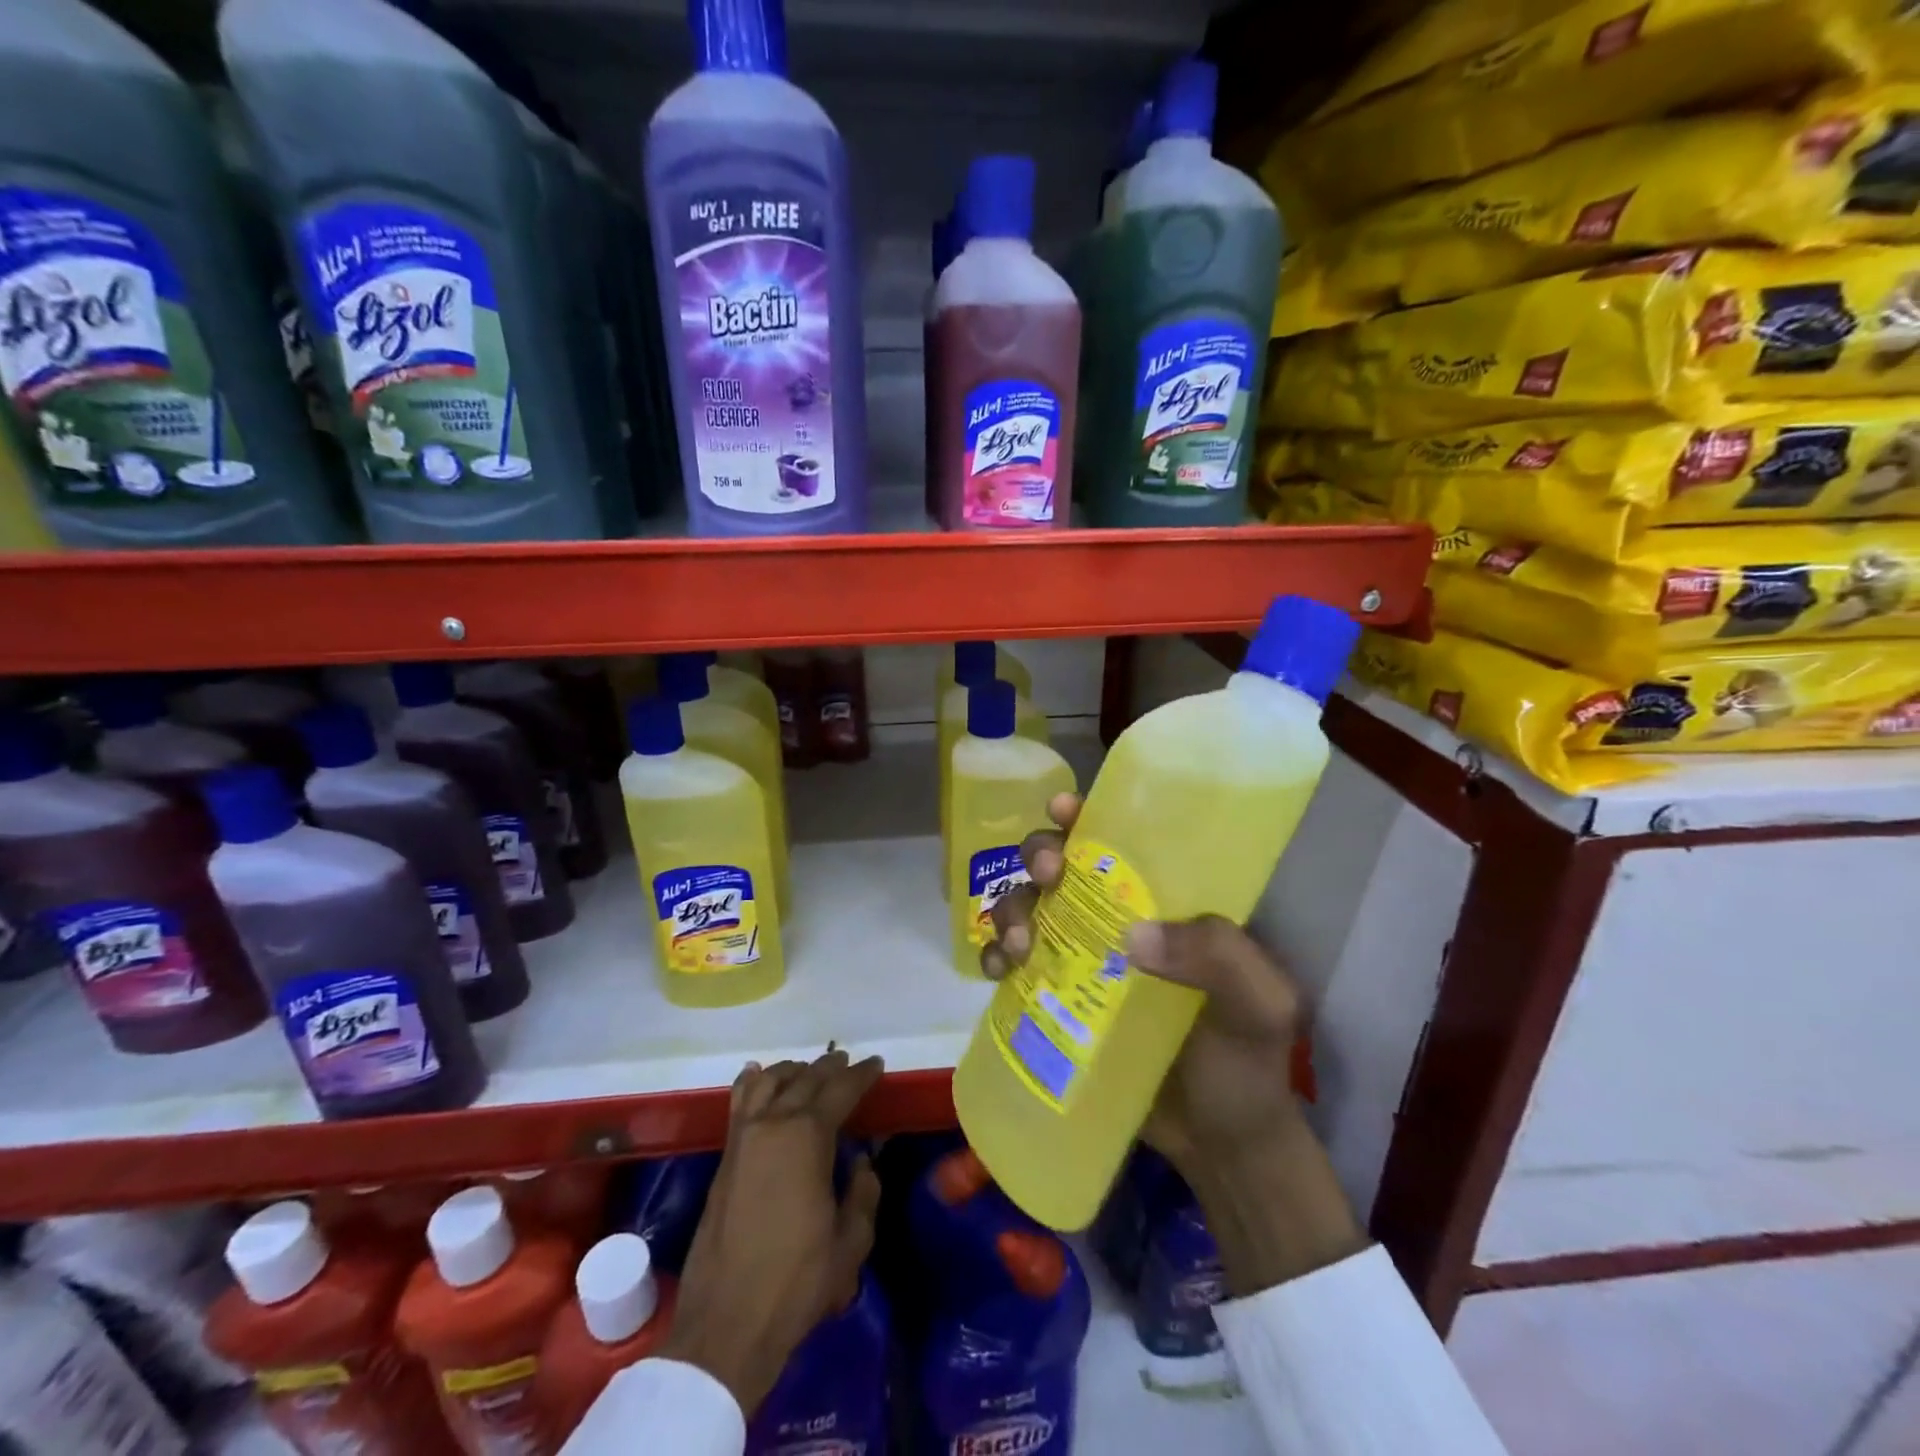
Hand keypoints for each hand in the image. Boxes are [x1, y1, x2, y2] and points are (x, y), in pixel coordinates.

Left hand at [661, 1050, 884, 1415]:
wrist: (726, 1324)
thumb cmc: (797, 1282)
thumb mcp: (851, 1242)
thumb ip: (863, 1193)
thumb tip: (860, 1162)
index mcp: (807, 1137)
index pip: (840, 1090)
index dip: (862, 1075)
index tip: (876, 1064)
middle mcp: (773, 1124)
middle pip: (805, 1079)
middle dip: (830, 1067)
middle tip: (848, 1062)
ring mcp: (743, 1138)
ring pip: (769, 1083)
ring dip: (793, 1070)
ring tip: (809, 1069)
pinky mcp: (724, 1158)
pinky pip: (740, 1103)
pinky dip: (752, 1082)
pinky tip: (757, 1075)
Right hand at [983, 795, 1365, 1293]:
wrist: (1220, 1146)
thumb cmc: (1247, 1064)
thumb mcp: (1262, 1005)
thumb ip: (1221, 959)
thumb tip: (1133, 939)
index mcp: (1168, 902)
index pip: (1125, 840)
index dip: (1089, 816)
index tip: (1064, 811)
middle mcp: (1118, 917)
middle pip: (1063, 864)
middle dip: (1041, 857)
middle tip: (1047, 879)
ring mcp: (1083, 957)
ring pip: (1029, 905)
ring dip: (1011, 907)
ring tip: (1020, 944)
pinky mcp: (1056, 998)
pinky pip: (1013, 962)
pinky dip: (995, 954)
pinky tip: (998, 970)